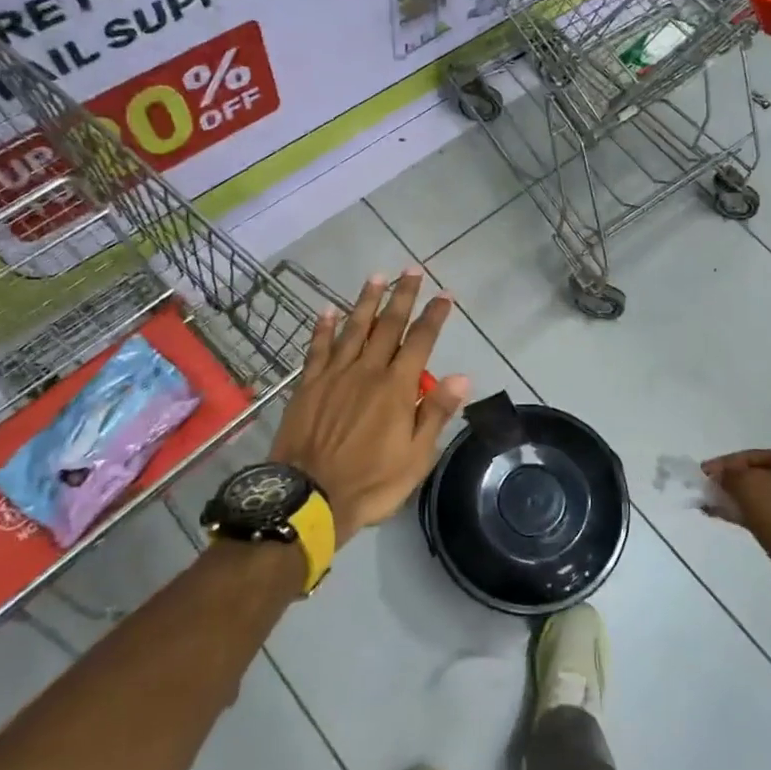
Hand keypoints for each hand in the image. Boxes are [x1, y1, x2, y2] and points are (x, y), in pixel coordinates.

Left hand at [271, 269, 469, 544]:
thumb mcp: (416, 457)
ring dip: (366, 301)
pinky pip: (317, 348)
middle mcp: (367, 371)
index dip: (434, 316)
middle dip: (403, 296)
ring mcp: (334, 375)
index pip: (420, 341)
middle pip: (387, 325)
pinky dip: (324, 327)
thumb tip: (462, 376)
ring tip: (377, 277)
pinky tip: (329, 310)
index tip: (445, 295)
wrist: (308, 499)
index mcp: (396, 387)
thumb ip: (436, 413)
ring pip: (353, 328)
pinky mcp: (308, 385)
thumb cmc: (370, 482)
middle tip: (412, 271)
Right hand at [702, 450, 770, 629]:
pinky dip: (752, 518)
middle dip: (731, 484)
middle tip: (706, 493)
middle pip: (760, 476)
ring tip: (712, 509)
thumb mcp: (750, 487)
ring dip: (739, 502)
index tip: (701, 475)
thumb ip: (730, 476)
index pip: (753, 456)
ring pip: (766, 499)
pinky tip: (732, 521)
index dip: (724, 464)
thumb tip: (720, 475)